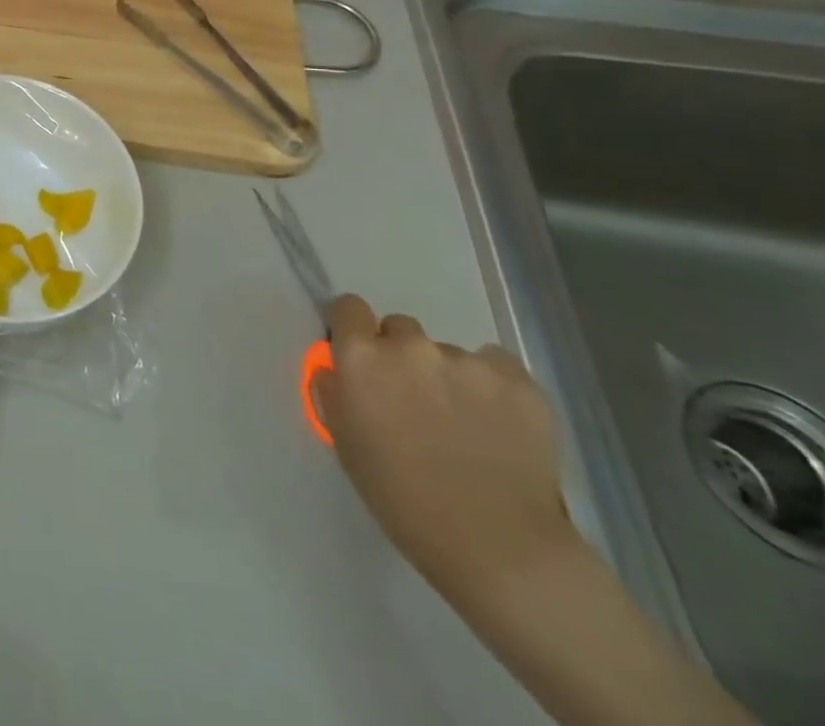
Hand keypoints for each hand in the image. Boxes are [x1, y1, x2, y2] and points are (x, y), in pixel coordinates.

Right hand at [312, 294, 577, 610]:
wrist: (500, 549)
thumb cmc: (403, 498)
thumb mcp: (346, 442)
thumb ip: (337, 392)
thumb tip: (339, 370)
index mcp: (361, 357)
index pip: (349, 307)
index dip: (355, 329)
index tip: (363, 356)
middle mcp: (410, 346)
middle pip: (401, 328)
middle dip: (403, 356)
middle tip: (416, 400)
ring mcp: (468, 362)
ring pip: (450, 353)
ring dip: (450, 377)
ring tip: (467, 424)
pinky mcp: (519, 382)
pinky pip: (498, 367)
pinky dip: (494, 387)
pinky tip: (500, 423)